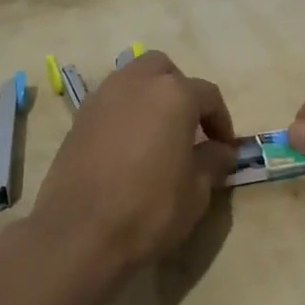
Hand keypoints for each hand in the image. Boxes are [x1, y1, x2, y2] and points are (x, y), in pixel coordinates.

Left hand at [32, 51, 236, 270]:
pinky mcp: (79, 117)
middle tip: (188, 127)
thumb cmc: (148, 210)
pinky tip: (128, 146)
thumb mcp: (196, 192)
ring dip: (150, 97)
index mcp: (173, 94)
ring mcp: (102, 96)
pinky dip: (124, 112)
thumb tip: (220, 151)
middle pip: (164, 70)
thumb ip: (212, 162)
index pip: (207, 95)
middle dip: (180, 91)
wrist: (79, 233)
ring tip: (157, 135)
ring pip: (133, 79)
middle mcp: (136, 83)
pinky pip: (110, 101)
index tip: (225, 149)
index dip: (221, 121)